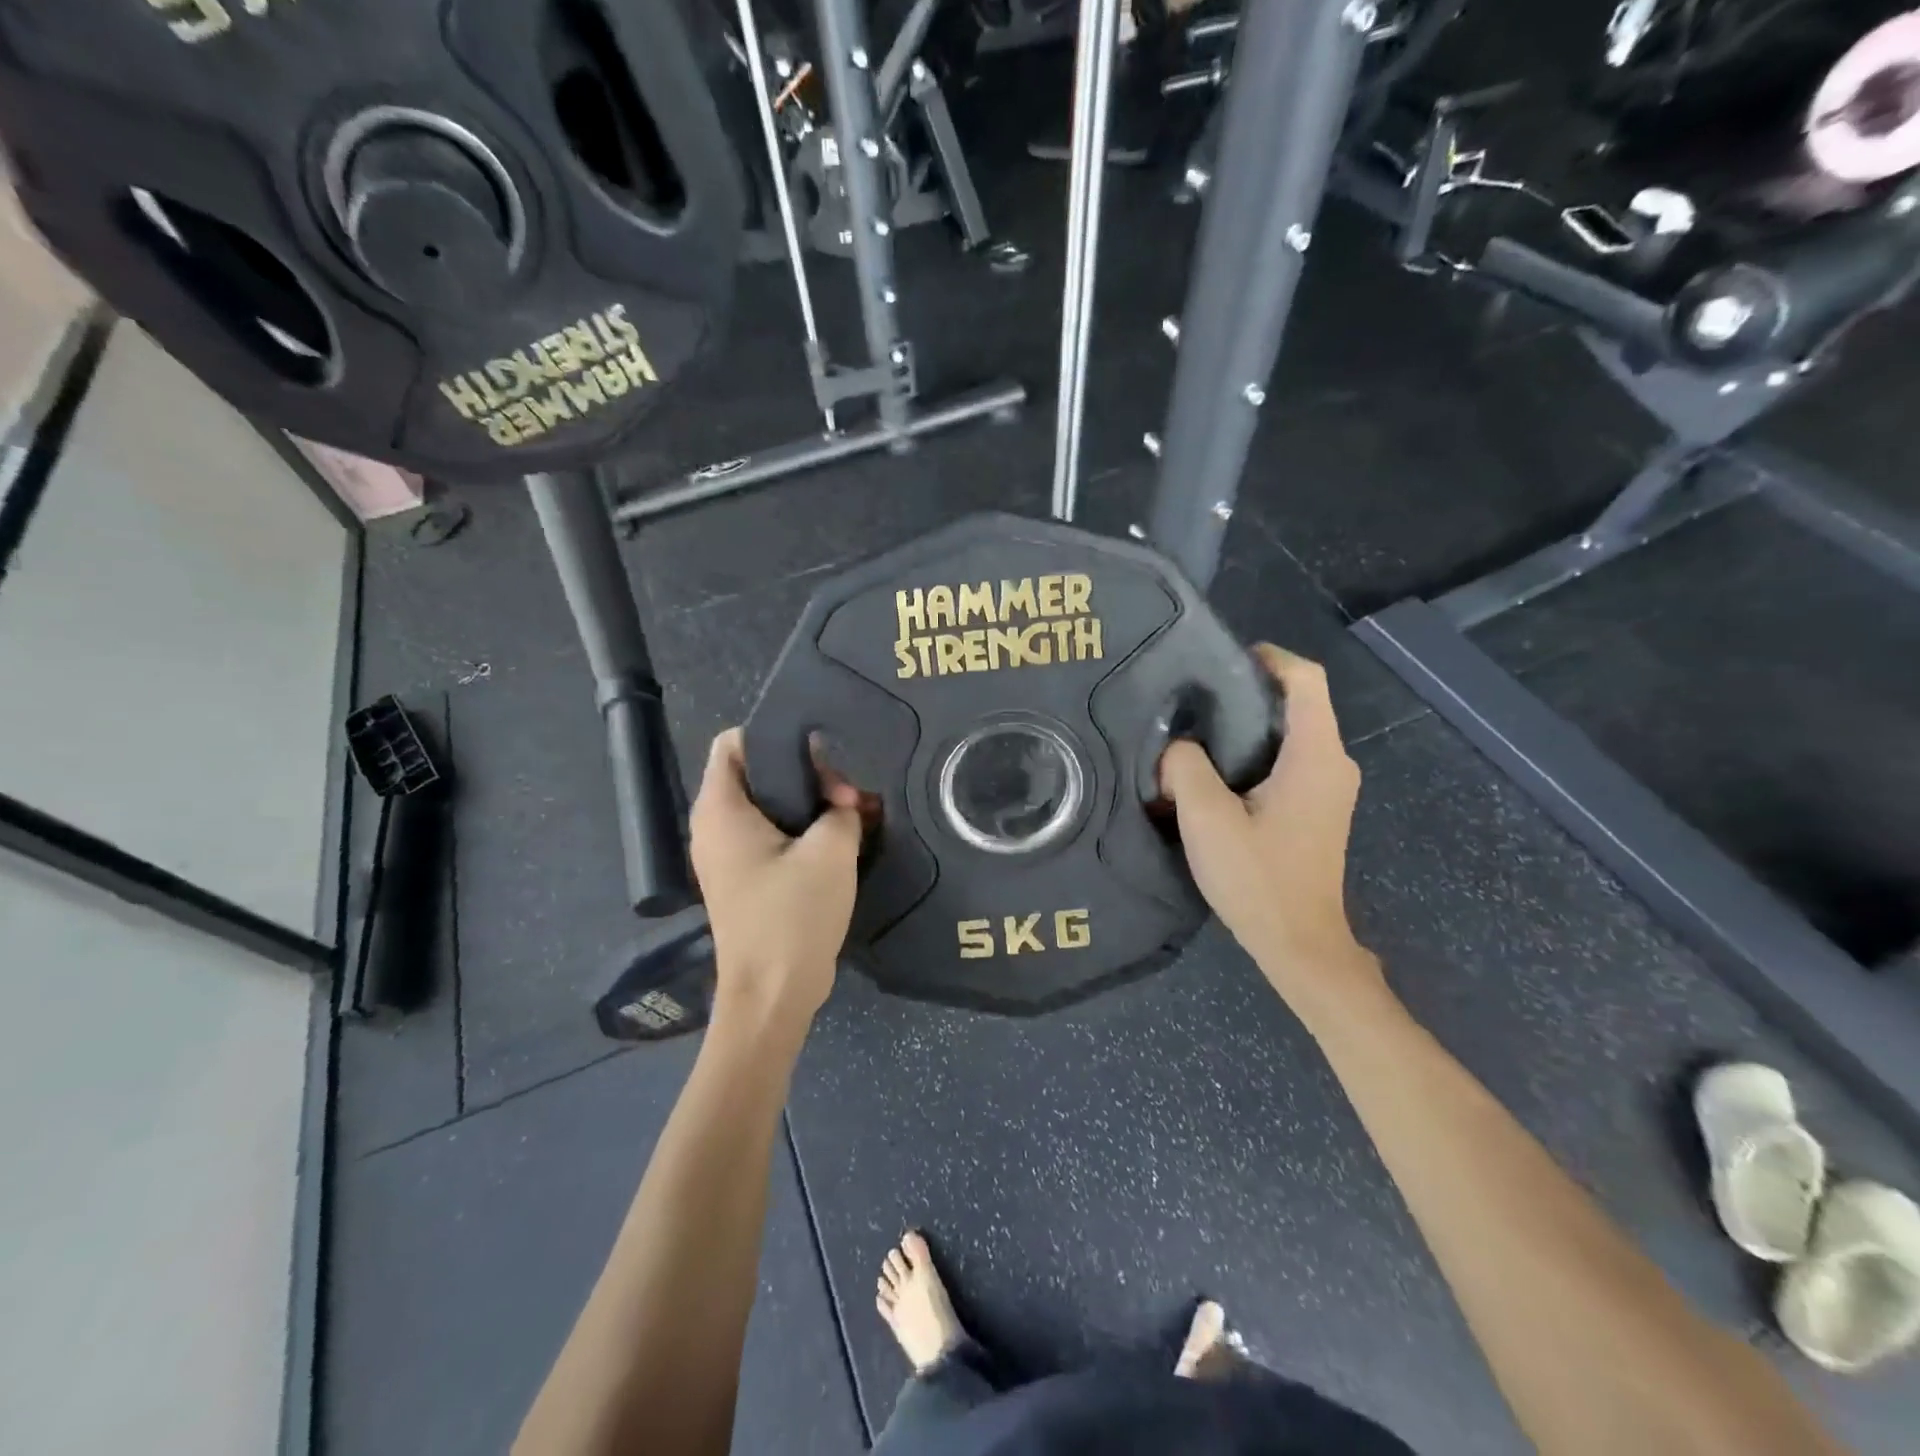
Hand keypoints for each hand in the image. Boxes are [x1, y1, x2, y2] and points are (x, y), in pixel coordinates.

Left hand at [689, 729, 864, 1033]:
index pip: (734, 742)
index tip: (820, 753)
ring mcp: (726, 855)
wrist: (773, 995)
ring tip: (851, 812)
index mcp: (721, 809)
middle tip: (846, 791)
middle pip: (756, 772)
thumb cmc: (793, 916)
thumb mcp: (831, 851)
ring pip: (767, 805)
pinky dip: (802, 830)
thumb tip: (844, 803)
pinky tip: (840, 838)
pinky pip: (770, 835)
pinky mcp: (744, 878)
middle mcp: (714, 826)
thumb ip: (842, 810)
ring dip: (809, 804)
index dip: (777, 736)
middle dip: (804, 772)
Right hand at [1160, 646, 1386, 1021]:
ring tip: (1198, 733)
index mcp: (1316, 756)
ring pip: (1292, 734)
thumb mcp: (1206, 819)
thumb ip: (1185, 767)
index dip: (1270, 657)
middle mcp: (1334, 764)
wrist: (1300, 945)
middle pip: (1299, 703)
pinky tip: (1218, 773)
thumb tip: (1177, 747)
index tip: (1224, 659)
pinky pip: (1291, 761)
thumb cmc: (1258, 879)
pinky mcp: (1319, 809)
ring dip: (1249, 726)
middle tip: (1195, 699)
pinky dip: (1256, 753)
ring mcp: (1331, 788)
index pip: (1306, 680)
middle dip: (1249, 692)